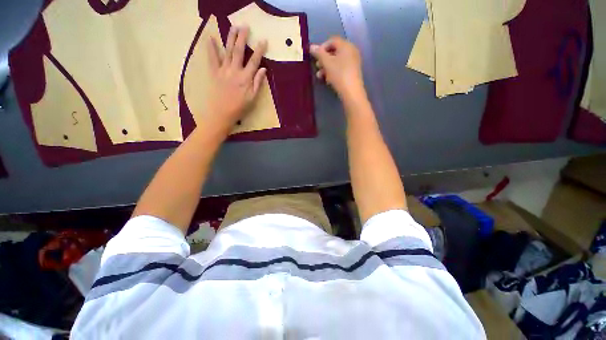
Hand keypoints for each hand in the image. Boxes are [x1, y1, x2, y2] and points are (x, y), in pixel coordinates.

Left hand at [206, 26, 267, 134]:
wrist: (221, 113)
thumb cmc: (239, 108)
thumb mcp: (252, 98)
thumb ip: (257, 83)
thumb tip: (263, 69)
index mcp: (245, 78)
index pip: (254, 61)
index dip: (259, 50)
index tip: (263, 40)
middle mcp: (235, 71)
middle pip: (239, 51)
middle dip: (243, 38)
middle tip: (245, 26)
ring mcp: (223, 70)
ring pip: (227, 51)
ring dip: (230, 38)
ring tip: (233, 27)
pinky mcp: (214, 73)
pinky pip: (212, 58)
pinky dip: (211, 48)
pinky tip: (211, 38)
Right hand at [310, 36, 363, 98]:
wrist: (351, 91)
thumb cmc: (339, 74)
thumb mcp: (327, 63)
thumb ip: (319, 53)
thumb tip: (311, 46)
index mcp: (346, 45)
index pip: (332, 40)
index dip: (322, 47)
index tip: (315, 56)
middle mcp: (351, 51)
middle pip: (334, 51)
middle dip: (324, 59)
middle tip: (317, 66)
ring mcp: (353, 62)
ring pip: (337, 61)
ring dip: (327, 67)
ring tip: (320, 76)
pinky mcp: (353, 72)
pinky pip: (341, 68)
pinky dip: (333, 72)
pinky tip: (328, 80)